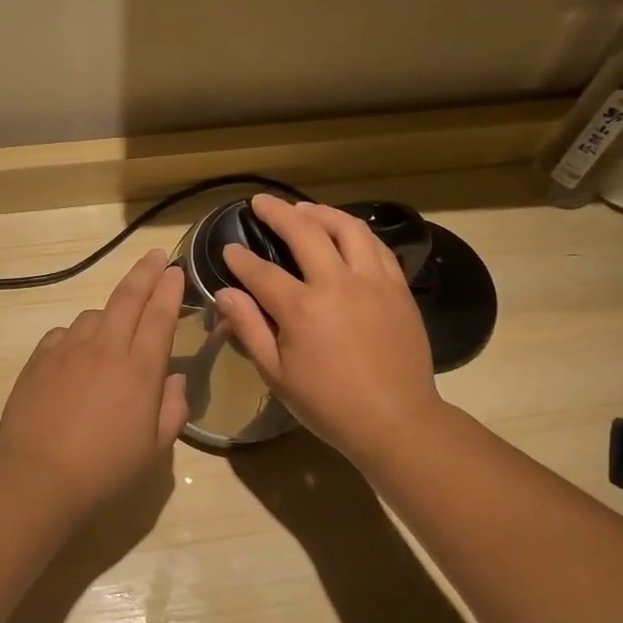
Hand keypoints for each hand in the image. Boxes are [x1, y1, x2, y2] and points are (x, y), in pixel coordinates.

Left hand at [0, 250, 189, 509]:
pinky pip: (64, 333)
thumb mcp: (154, 447)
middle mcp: (106, 348)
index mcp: (140, 369)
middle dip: (145, 272)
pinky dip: (77, 335)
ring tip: (115, 326)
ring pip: (94, 314)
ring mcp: (69, 349)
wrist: (39, 475)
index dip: (170, 290)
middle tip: (156, 256)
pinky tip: (77, 353)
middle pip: (128, 297)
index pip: (160, 316)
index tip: (176, 270)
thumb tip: (174, 378)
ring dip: (110, 312)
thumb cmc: (106, 467)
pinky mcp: (40, 358)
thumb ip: (173, 408)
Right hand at [215, 195, 444, 465]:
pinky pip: (376, 246)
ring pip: (347, 228)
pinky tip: (345, 233)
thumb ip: (249, 328)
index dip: (240, 259)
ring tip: (304, 209)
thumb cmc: (328, 404)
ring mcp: (372, 281)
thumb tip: (225, 293)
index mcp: (302, 309)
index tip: (228, 249)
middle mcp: (337, 284)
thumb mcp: (276, 374)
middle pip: (304, 232)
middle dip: (278, 213)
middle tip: (261, 203)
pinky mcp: (398, 288)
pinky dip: (356, 232)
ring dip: (321, 212)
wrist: (396, 420)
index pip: (261, 272)